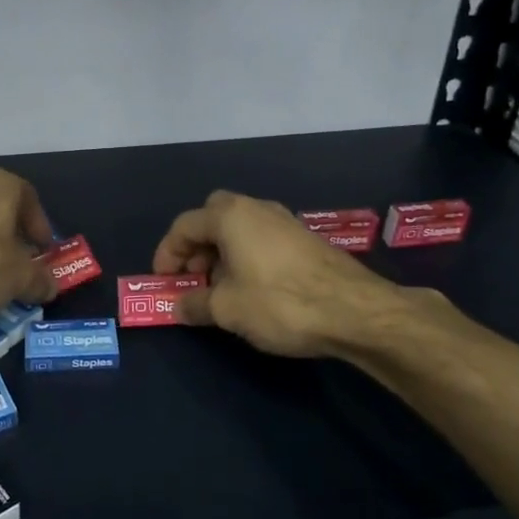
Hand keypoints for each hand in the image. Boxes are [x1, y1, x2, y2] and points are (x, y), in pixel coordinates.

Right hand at [152, 190, 398, 357]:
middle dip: (196, 247)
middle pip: (212, 218)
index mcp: (230, 216)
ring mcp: (284, 221)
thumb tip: (178, 306)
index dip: (167, 254)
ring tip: (220, 290)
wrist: (354, 310)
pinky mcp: (304, 239)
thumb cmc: (279, 303)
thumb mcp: (227, 309)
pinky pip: (261, 239)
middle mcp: (256, 209)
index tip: (164, 282)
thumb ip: (195, 304)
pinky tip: (252, 289)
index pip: (184, 226)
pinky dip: (246, 257)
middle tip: (193, 278)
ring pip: (239, 229)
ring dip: (221, 254)